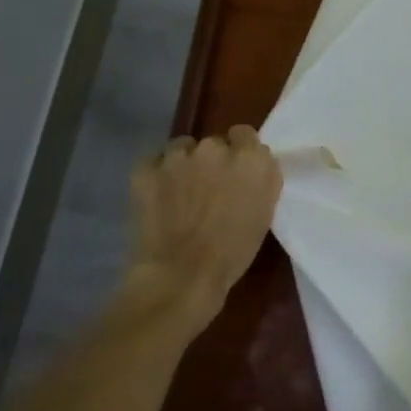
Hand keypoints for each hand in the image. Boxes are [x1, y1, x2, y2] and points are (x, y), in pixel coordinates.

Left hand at [123, 127, 282, 338]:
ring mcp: (178, 156)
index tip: (236, 173)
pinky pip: (154, 161)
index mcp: (250, 158)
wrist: (181, 276)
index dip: (240, 153)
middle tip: (208, 188)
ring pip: (182, 148)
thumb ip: (261, 178)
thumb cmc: (233, 251)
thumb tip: (252, 164)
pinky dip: (157, 175)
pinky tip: (159, 196)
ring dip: (184, 164)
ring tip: (180, 193)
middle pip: (214, 143)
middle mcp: (215, 147)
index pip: (245, 135)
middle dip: (212, 161)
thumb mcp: (264, 211)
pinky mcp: (146, 169)